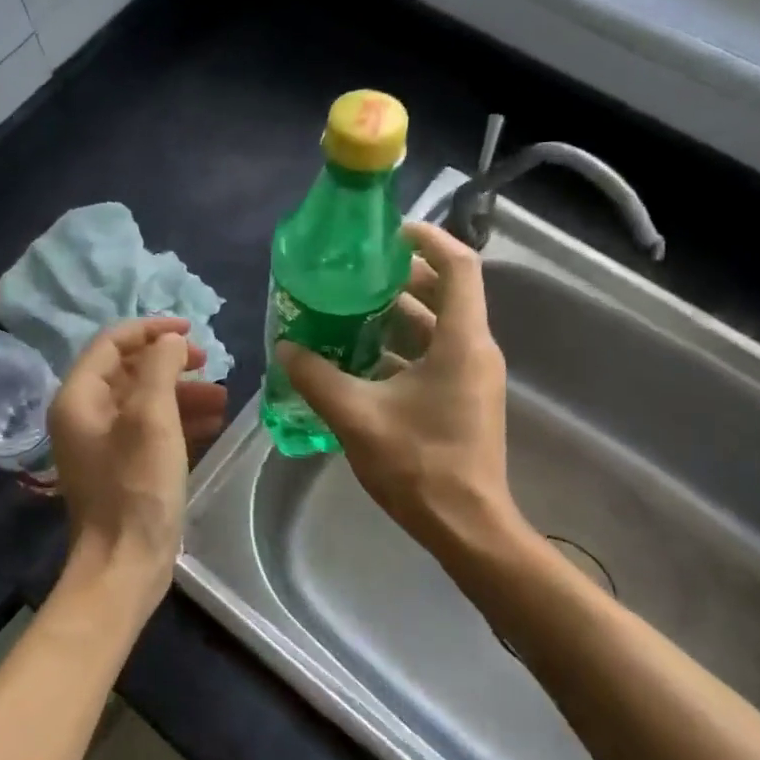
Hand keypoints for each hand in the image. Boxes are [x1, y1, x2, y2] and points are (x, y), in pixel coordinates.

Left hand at [50, 318, 228, 585]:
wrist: (125, 563)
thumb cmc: (137, 487)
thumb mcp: (153, 418)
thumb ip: (161, 368)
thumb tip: (170, 341)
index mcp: (79, 398)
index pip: (112, 343)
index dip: (152, 330)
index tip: (192, 331)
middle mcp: (84, 415)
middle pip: (129, 370)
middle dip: (171, 363)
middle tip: (210, 364)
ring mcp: (102, 443)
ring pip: (144, 400)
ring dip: (182, 392)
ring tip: (223, 397)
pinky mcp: (122, 466)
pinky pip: (149, 428)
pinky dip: (179, 420)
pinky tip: (213, 423)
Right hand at [280, 222, 516, 557]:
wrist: (466, 526)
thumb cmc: (420, 464)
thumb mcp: (357, 416)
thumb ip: (317, 377)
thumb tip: (286, 348)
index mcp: (461, 341)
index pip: (459, 266)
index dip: (428, 239)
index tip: (388, 233)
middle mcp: (474, 350)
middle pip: (445, 293)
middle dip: (400, 278)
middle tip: (354, 274)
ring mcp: (471, 376)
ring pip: (436, 327)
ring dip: (396, 315)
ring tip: (347, 311)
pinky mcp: (463, 399)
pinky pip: (433, 356)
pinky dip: (400, 348)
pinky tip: (358, 359)